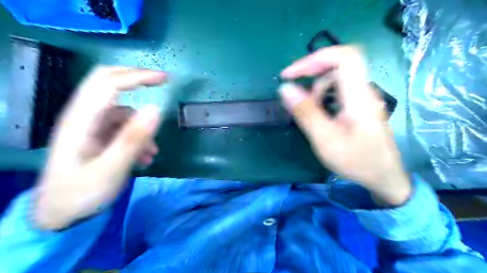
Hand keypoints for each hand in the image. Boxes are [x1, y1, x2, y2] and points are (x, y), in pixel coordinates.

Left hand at [35, 66, 165, 229]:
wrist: (59, 215)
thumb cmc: (81, 193)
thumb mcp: (111, 168)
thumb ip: (133, 138)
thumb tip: (156, 108)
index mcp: (81, 120)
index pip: (109, 83)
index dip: (138, 76)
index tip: (165, 79)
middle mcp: (84, 117)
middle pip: (109, 83)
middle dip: (137, 81)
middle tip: (161, 85)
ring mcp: (91, 126)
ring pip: (123, 112)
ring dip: (142, 126)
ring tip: (151, 153)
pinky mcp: (97, 136)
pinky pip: (123, 128)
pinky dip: (138, 137)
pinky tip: (144, 158)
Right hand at [278, 45, 409, 205]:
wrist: (384, 178)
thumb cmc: (356, 161)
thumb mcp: (325, 139)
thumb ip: (305, 112)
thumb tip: (285, 88)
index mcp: (358, 96)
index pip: (343, 57)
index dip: (314, 58)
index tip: (290, 74)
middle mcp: (363, 91)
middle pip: (339, 64)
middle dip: (312, 71)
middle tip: (293, 87)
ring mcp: (363, 98)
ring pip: (338, 78)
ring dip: (316, 87)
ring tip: (306, 108)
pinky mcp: (360, 106)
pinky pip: (339, 90)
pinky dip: (323, 95)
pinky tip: (317, 112)